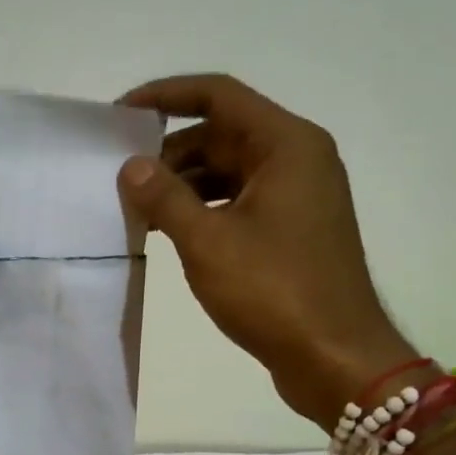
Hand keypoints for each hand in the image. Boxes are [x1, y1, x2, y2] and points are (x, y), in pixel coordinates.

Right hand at [117, 74, 417, 423]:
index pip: (218, 95)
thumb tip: (131, 166)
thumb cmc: (274, 291)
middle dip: (169, 151)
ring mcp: (297, 196)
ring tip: (137, 207)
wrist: (335, 358)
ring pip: (227, 170)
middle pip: (222, 133)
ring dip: (183, 183)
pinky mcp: (291, 229)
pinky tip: (169, 230)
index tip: (121, 115)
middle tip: (120, 176)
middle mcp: (297, 159)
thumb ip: (164, 197)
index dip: (165, 96)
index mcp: (286, 145)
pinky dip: (203, 208)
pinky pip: (238, 200)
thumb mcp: (207, 242)